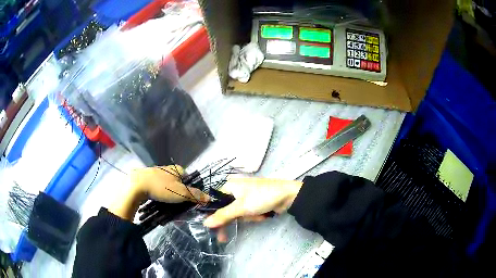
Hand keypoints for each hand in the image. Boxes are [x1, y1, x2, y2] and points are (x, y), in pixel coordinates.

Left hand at [110, 165, 209, 220]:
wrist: (136, 185)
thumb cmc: (160, 187)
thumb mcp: (181, 193)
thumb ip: (195, 195)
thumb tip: (209, 198)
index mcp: (177, 169)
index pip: (189, 179)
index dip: (191, 190)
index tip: (189, 201)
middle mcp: (167, 170)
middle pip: (178, 184)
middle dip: (179, 195)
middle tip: (178, 206)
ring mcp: (156, 174)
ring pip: (167, 187)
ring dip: (169, 197)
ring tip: (168, 207)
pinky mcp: (147, 180)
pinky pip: (157, 189)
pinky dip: (160, 196)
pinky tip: (158, 203)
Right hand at [203, 177, 302, 227]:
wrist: (288, 196)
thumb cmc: (262, 197)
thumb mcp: (241, 207)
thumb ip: (223, 215)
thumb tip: (205, 223)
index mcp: (229, 186)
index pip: (214, 201)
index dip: (211, 215)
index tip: (210, 227)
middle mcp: (235, 190)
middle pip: (225, 210)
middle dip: (230, 222)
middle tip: (223, 239)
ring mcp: (245, 197)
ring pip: (237, 214)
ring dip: (247, 218)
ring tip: (259, 215)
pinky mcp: (254, 203)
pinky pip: (247, 213)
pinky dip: (253, 217)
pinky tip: (263, 215)